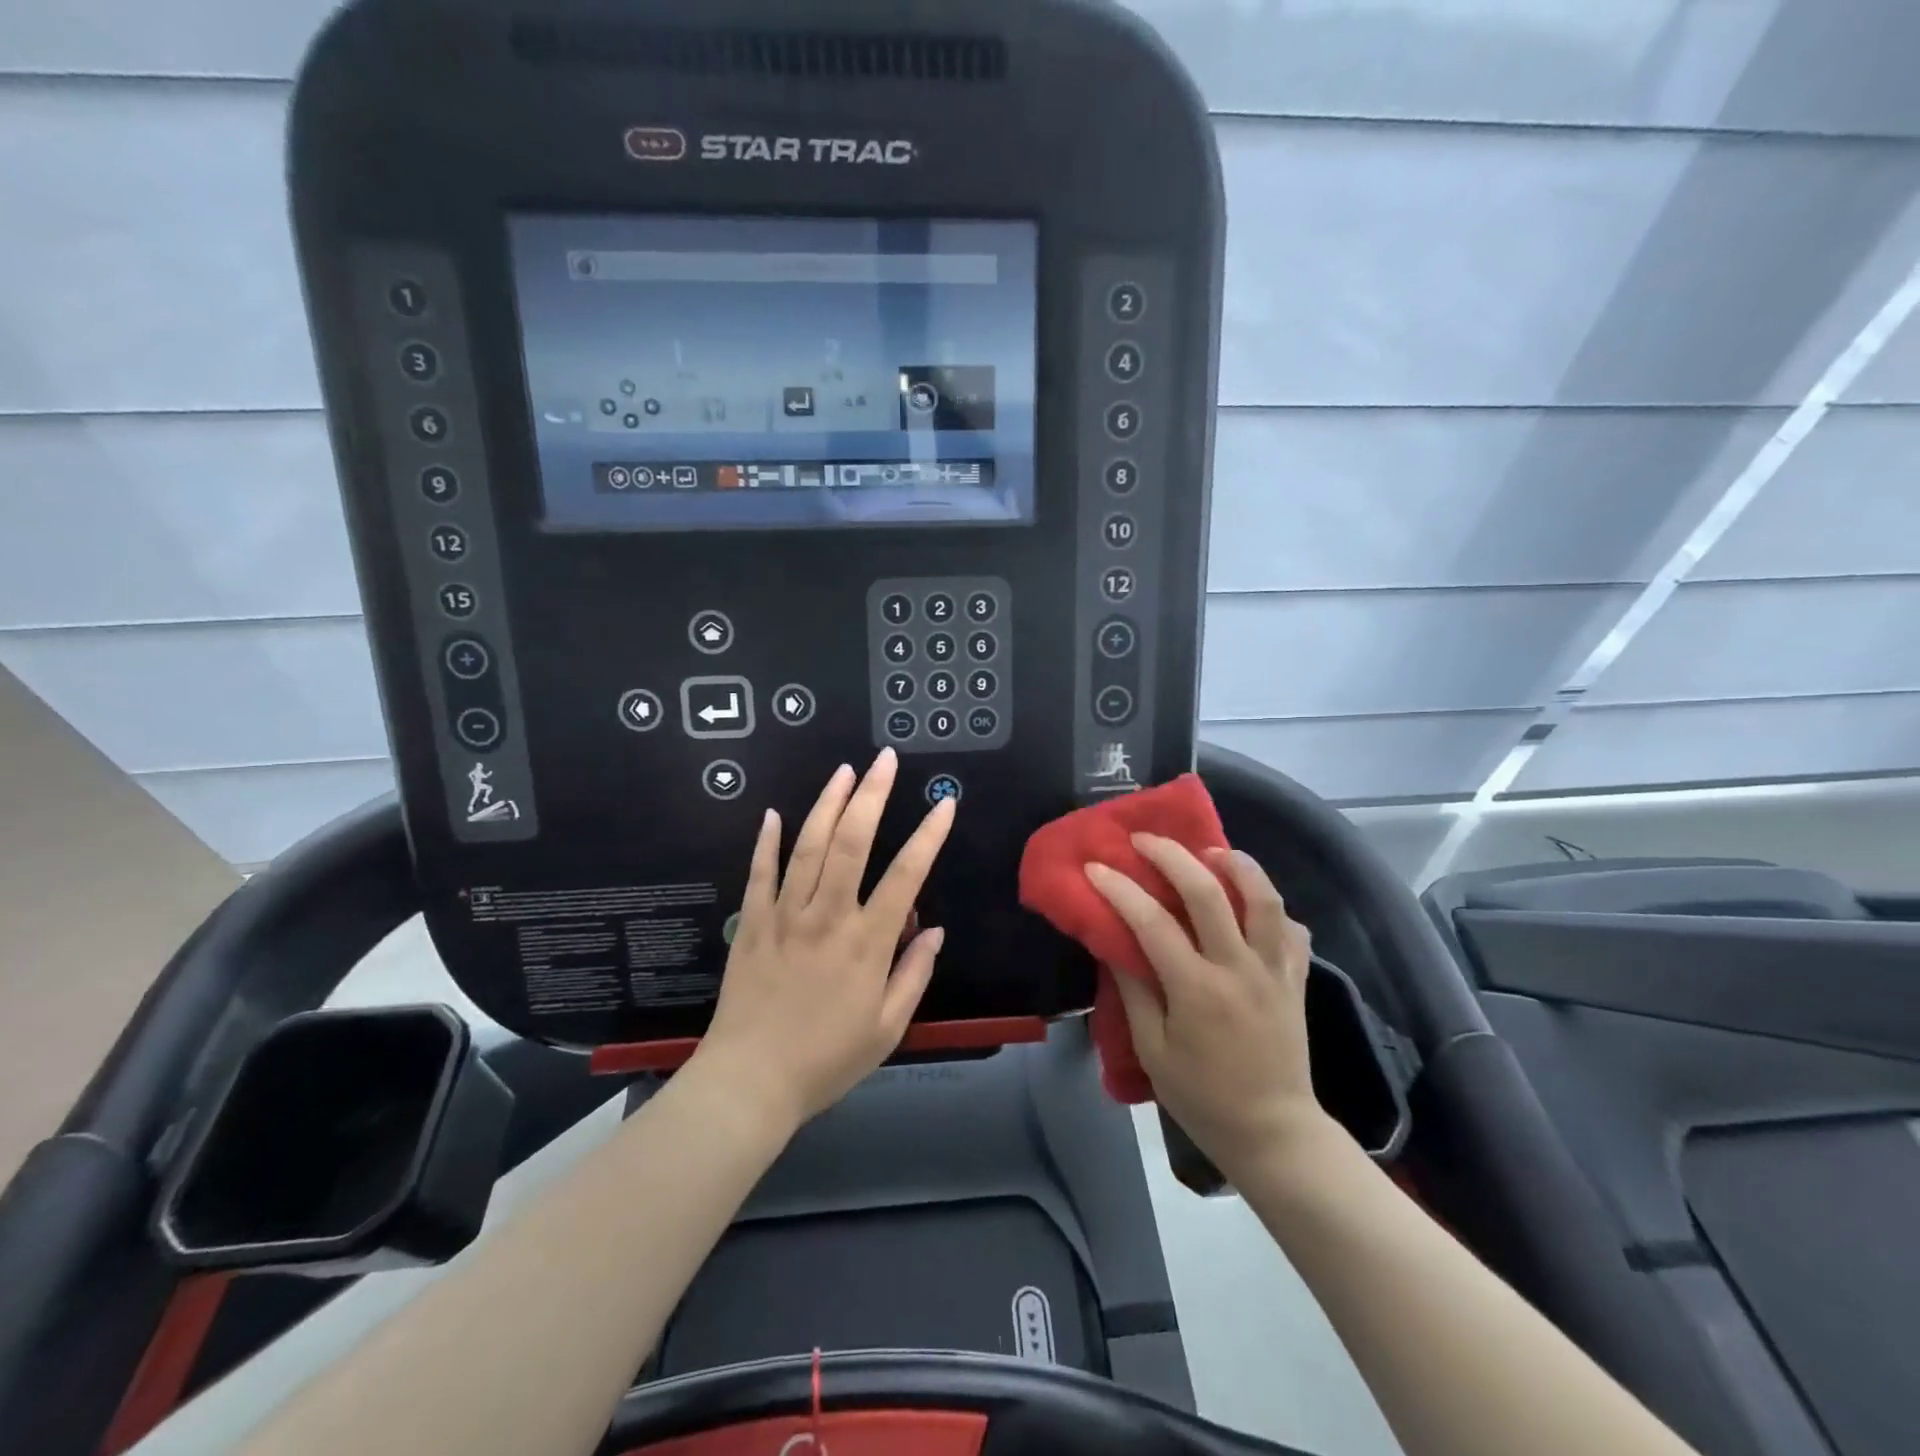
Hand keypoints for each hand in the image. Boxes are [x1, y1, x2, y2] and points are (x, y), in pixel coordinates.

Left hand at [696, 748, 954, 1129]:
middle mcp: (828, 916)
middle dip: (872, 795)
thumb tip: (935, 930)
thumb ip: (914, 974)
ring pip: (808, 846)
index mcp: (867, 942)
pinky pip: (759, 873)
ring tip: (844, 771)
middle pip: (851, 843)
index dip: (928, 836)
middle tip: (884, 760)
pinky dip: (767, 841)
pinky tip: (774, 812)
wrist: (750, 1083)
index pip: (906, 876)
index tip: (944, 803)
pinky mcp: (751, 923)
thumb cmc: (826, 1060)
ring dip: (827, 803)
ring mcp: (785, 915)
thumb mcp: (888, 1029)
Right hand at [1086, 836, 1329, 1178]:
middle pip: (1208, 892)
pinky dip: (1272, 907)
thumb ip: (1134, 991)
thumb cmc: (1202, 1097)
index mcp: (1197, 989)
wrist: (1274, 1133)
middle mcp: (1239, 968)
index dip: (1119, 889)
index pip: (1151, 922)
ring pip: (1264, 898)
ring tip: (1211, 851)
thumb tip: (1114, 942)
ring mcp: (1274, 971)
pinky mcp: (1296, 980)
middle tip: (1145, 840)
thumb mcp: (1153, 1051)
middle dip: (1172, 856)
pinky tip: (1251, 902)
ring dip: (1236, 864)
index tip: (1095, 867)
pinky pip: (1291, 930)